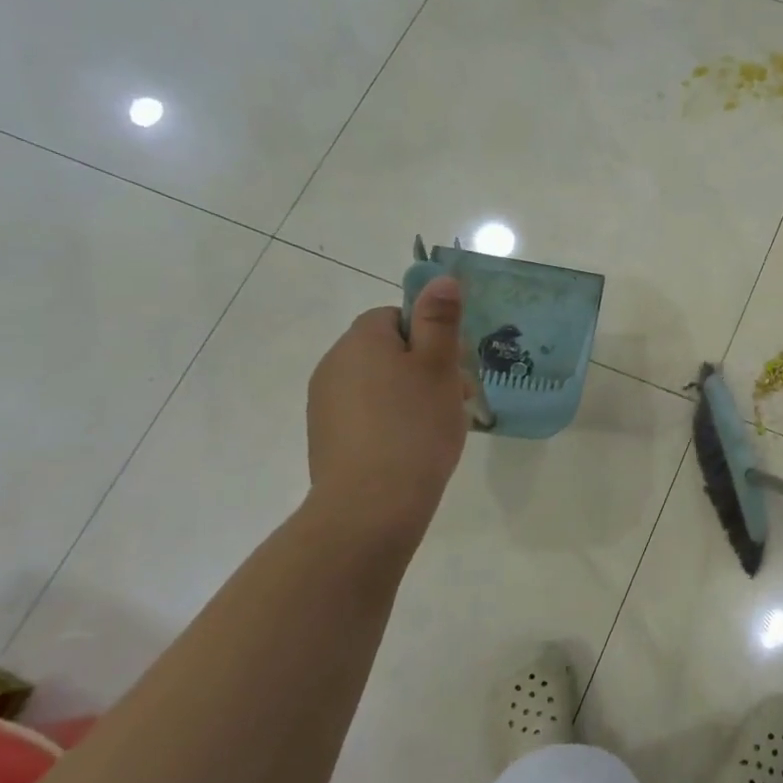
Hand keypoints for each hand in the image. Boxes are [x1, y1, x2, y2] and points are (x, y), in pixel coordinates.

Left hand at [305, 277, 469, 549]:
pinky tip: (412, 447)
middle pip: (388, 350)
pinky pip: (367, 413)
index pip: (396, 317)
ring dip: (410, 395)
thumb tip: (441, 278)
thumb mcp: (439, 366)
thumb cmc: (415, 426)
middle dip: (425, 367)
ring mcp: (325, 403)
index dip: (430, 336)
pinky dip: (391, 421)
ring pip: (379, 383)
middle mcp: (334, 364)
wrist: (371, 504)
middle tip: (457, 398)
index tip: (453, 366)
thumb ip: (440, 320)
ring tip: (438, 427)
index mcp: (361, 340)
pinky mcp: (327, 436)